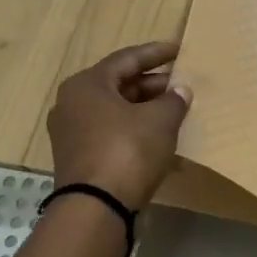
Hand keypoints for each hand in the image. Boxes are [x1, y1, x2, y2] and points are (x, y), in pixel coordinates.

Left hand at [47, 41, 191, 209]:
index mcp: (87, 84)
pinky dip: (137, 133)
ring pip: (117, 112)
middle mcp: (73, 104)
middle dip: (154, 85)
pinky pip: (114, 135)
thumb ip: (174, 101)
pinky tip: (163, 142)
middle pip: (120, 85)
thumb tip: (180, 91)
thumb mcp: (160, 121)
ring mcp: (73, 133)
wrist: (97, 207)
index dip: (157, 53)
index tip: (180, 50)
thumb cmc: (128, 151)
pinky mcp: (80, 158)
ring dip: (147, 111)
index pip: (127, 59)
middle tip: (182, 85)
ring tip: (177, 112)